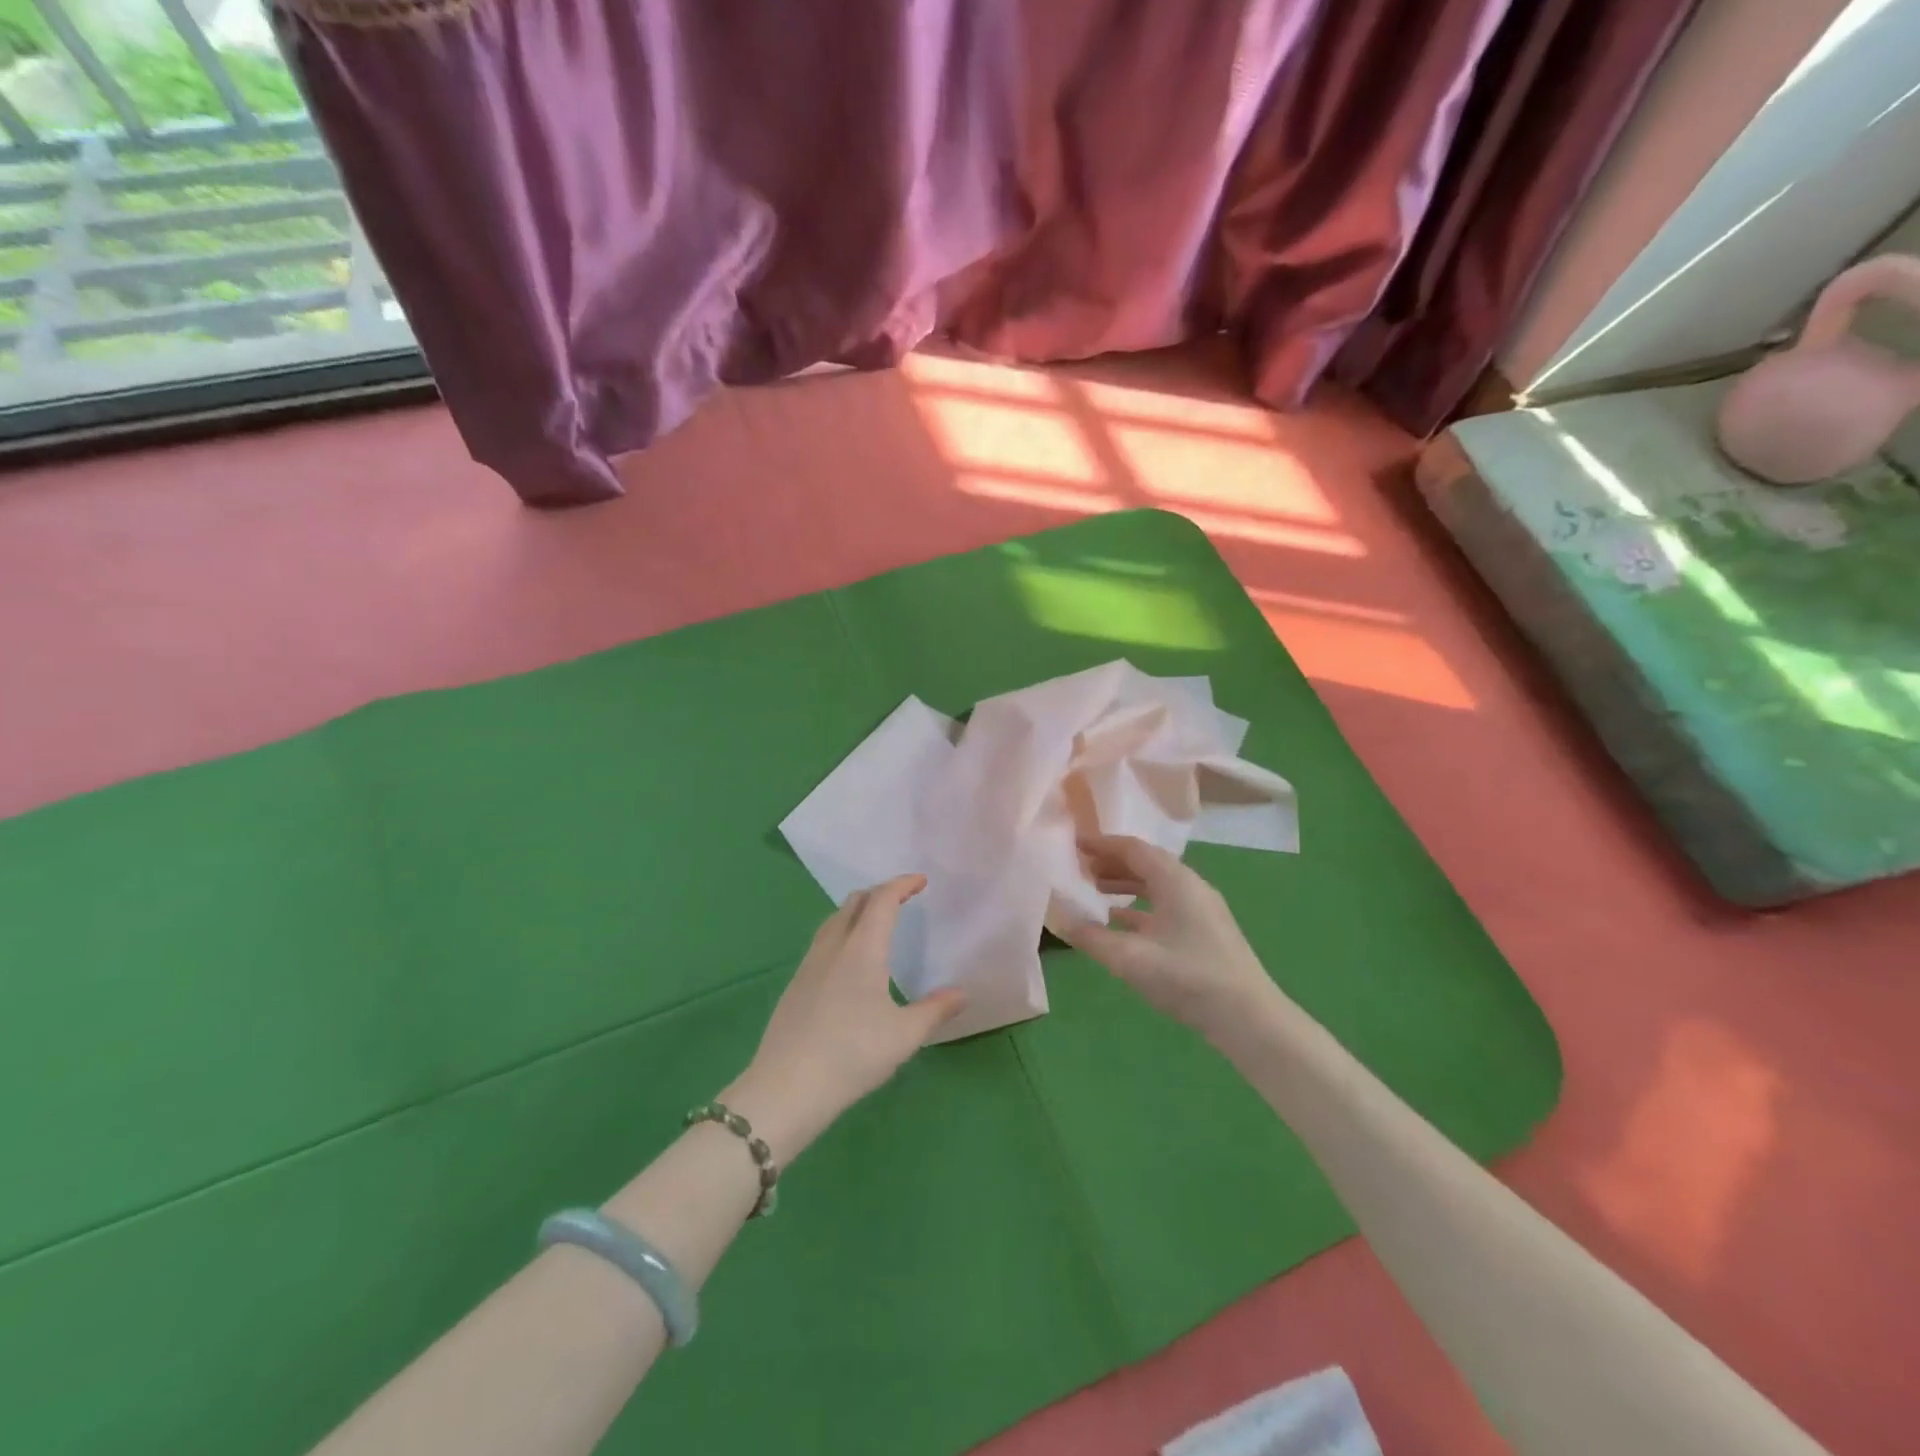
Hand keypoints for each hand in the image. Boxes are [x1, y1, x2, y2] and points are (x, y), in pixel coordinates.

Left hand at [724, 875, 963, 1161]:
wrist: (786, 1088)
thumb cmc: (852, 1055)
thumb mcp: (904, 1035)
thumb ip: (935, 1010)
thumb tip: (962, 993)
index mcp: (862, 949)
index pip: (882, 901)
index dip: (902, 885)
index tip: (920, 881)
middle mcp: (833, 948)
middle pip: (854, 903)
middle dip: (879, 894)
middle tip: (901, 901)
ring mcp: (809, 966)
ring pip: (833, 922)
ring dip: (857, 913)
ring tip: (875, 926)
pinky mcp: (795, 987)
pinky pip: (822, 944)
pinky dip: (842, 935)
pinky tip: (848, 964)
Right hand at [1058, 834, 1276, 1038]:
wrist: (1248, 1018)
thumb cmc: (1188, 977)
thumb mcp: (1130, 958)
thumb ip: (1091, 938)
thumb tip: (1060, 921)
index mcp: (1175, 880)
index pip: (1133, 848)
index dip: (1101, 844)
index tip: (1074, 844)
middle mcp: (1190, 885)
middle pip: (1146, 862)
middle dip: (1111, 862)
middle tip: (1079, 868)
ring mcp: (1201, 908)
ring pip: (1156, 885)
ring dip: (1125, 884)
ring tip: (1095, 890)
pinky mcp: (1205, 931)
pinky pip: (1166, 905)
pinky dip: (1140, 906)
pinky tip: (1120, 923)